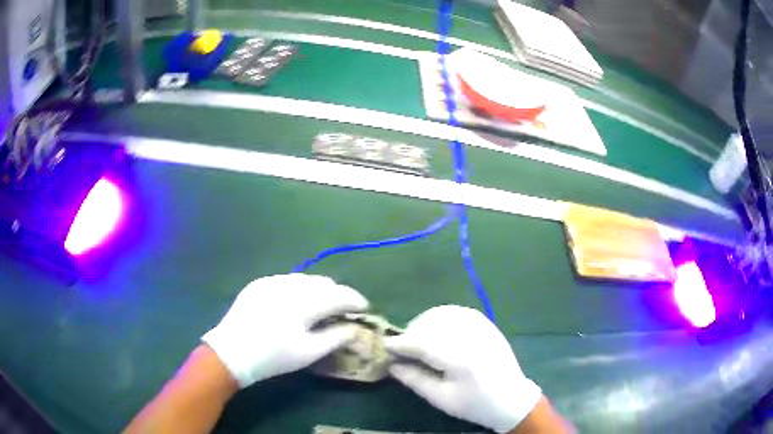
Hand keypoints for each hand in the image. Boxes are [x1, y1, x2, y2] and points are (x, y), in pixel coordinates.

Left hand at [202, 274, 368, 387]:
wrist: (231, 352)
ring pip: (305, 279)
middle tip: (344, 310)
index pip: (340, 295)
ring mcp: (272, 281)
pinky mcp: (259, 283)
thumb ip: (337, 337)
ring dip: (319, 290)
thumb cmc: (274, 357)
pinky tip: (296, 303)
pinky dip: (299, 288)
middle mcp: (290, 284)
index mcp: (305, 302)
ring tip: (321, 306)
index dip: (356, 300)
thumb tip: (356, 327)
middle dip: (338, 294)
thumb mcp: (309, 352)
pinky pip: (287, 280)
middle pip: (324, 283)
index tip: (365, 308)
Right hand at [385, 305, 541, 432]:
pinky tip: (436, 327)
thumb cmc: (475, 404)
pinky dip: (442, 315)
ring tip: (416, 336)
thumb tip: (391, 365)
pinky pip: (459, 311)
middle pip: (432, 324)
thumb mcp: (441, 399)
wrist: (511, 399)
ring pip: (445, 313)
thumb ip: (415, 380)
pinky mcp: (487, 324)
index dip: (401, 343)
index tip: (384, 345)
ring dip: (425, 321)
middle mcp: (471, 336)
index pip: (423, 344)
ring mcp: (482, 327)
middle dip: (411, 331)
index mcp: (460, 359)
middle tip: (401, 345)